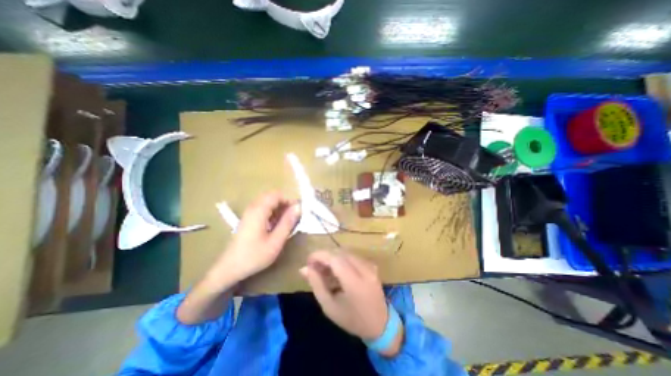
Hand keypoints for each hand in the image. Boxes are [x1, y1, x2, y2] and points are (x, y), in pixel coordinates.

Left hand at [208, 193, 298, 286]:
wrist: (229, 269)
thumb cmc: (254, 256)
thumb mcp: (276, 241)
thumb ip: (288, 222)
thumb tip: (298, 207)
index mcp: (259, 211)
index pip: (277, 195)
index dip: (289, 200)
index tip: (297, 212)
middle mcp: (252, 208)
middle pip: (272, 197)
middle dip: (284, 204)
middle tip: (291, 218)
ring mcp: (249, 213)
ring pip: (267, 202)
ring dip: (278, 209)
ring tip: (284, 223)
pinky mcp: (247, 219)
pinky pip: (262, 209)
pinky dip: (272, 213)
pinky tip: (274, 226)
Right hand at [299, 252, 387, 342]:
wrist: (381, 324)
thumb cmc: (352, 319)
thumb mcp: (330, 307)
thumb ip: (317, 285)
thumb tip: (304, 268)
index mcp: (355, 283)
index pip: (335, 259)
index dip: (320, 255)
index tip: (308, 260)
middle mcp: (364, 270)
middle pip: (340, 253)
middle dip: (325, 256)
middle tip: (315, 267)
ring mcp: (370, 266)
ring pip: (346, 253)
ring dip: (333, 257)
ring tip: (325, 270)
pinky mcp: (371, 265)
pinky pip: (352, 256)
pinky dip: (342, 259)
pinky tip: (337, 270)